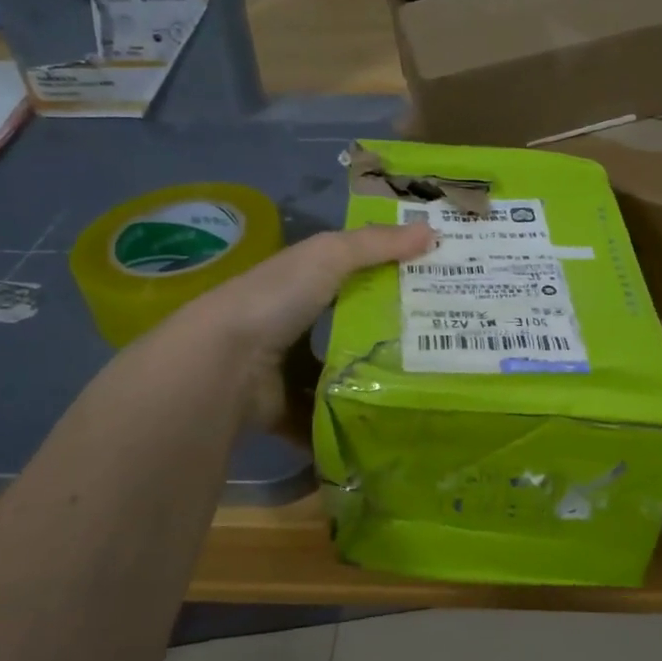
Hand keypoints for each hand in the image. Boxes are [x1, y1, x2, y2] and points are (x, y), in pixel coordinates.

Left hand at [157, 221, 435, 431]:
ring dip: (369, 384)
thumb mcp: (328, 257)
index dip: (390, 277)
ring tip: (421, 391)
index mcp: (302, 282)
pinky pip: (321, 419)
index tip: (435, 289)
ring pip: (338, 376)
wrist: (221, 364)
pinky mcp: (283, 411)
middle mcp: (293, 324)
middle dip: (388, 337)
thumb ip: (376, 245)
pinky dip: (343, 425)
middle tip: (440, 347)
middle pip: (349, 328)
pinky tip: (383, 428)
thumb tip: (433, 231)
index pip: (353, 275)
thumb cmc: (275, 299)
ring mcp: (286, 370)